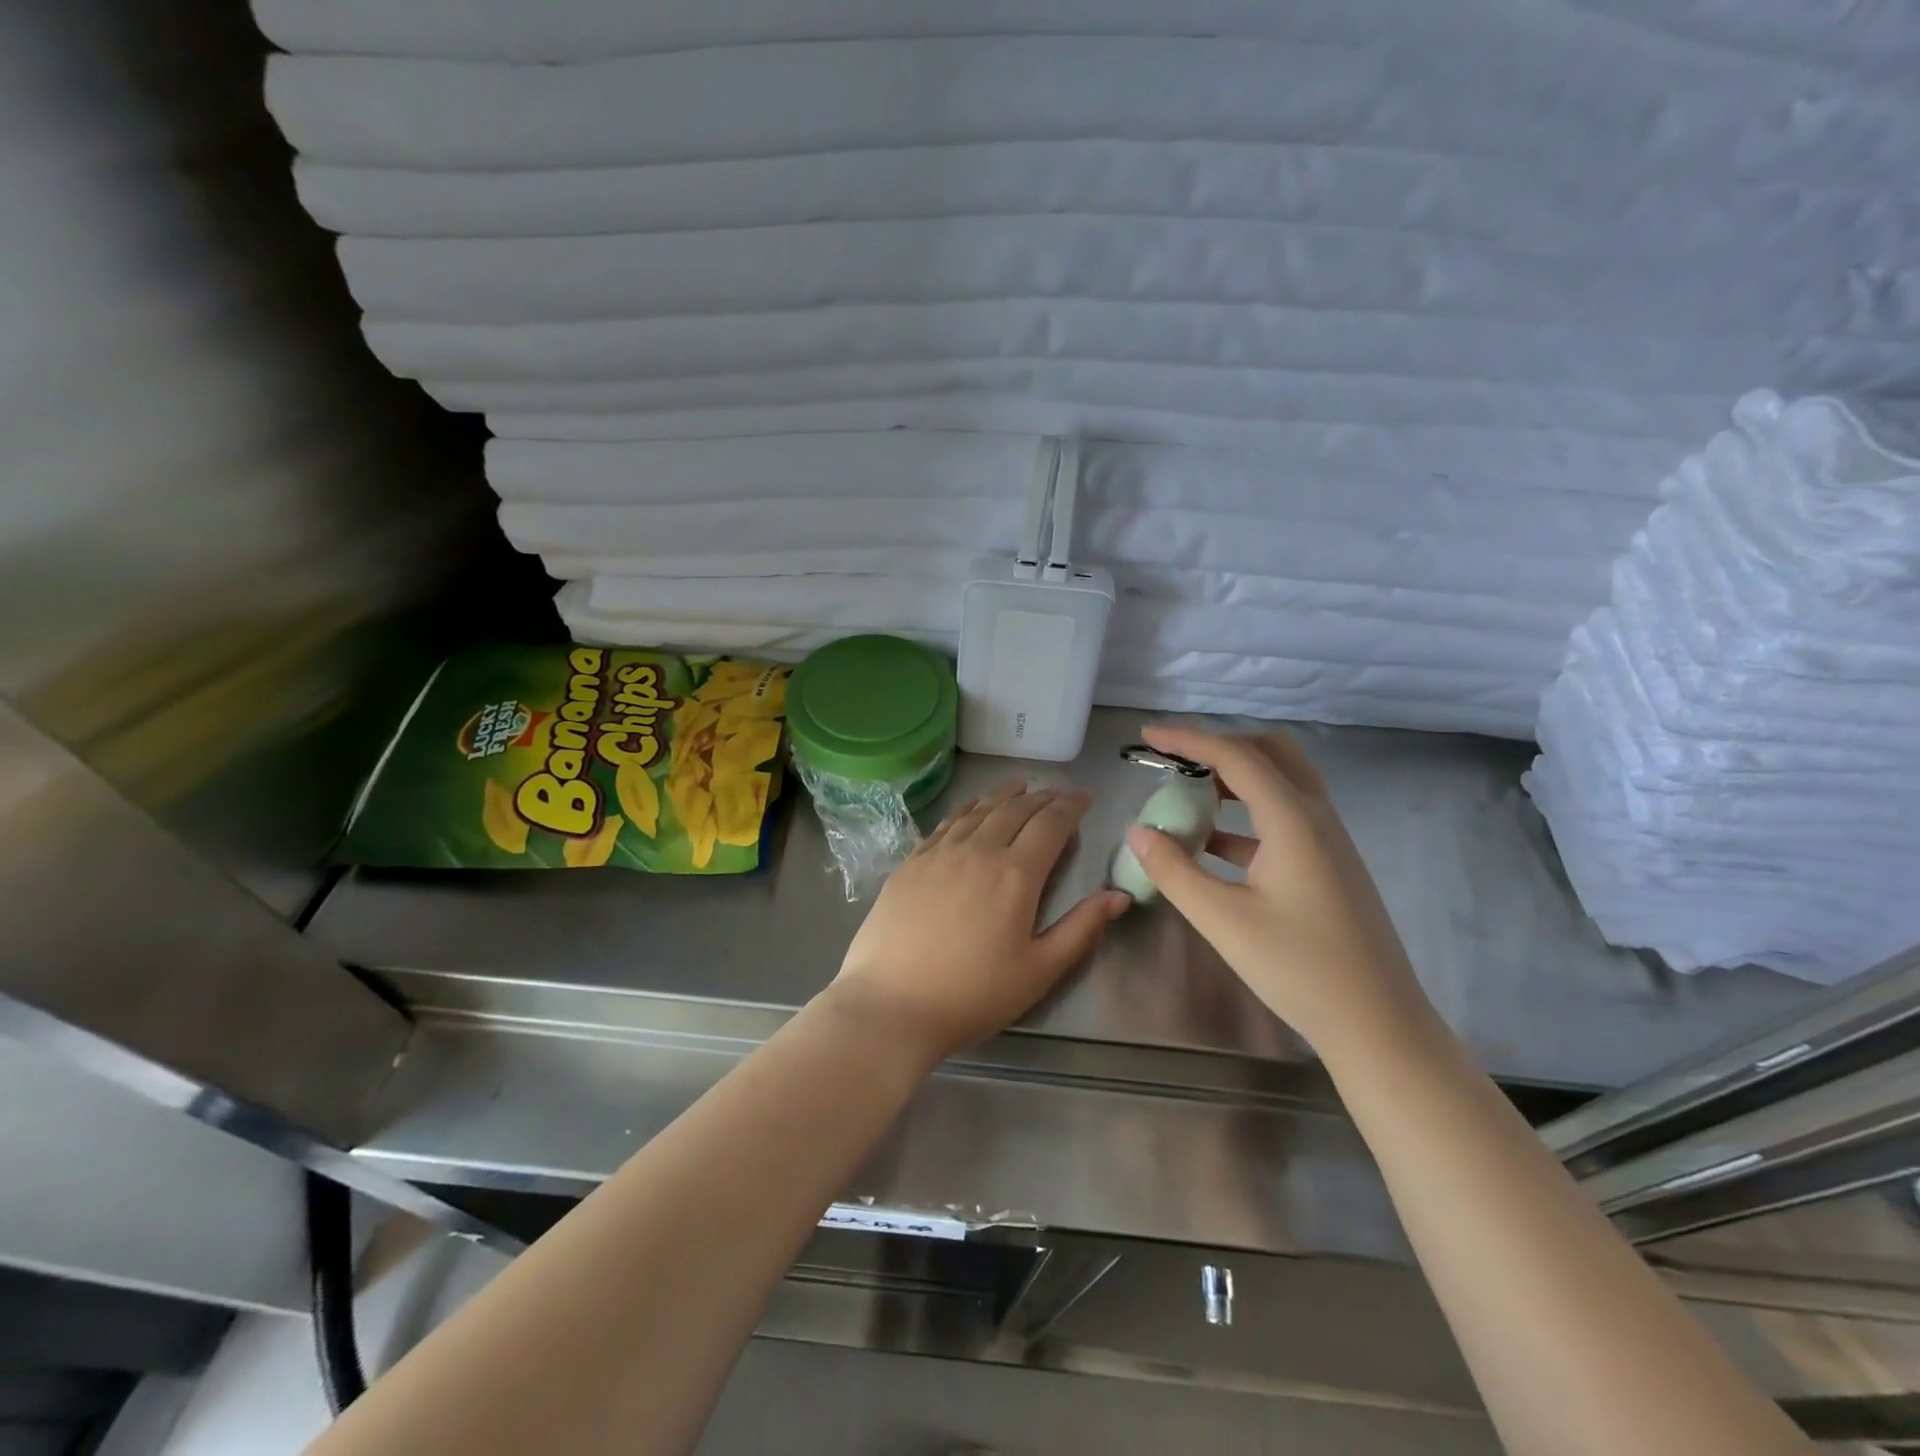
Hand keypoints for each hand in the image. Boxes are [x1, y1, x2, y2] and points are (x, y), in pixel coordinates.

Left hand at [828, 782, 1129, 1062]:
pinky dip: (967, 808)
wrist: (891, 1004)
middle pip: (1014, 810)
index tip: (1084, 797)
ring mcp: (939, 853)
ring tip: (1020, 786)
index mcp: (1016, 874)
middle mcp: (978, 851)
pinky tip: (971, 808)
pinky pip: (946, 823)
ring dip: (1004, 795)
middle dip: (1041, 797)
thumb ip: (1081, 929)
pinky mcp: (910, 863)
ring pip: (978, 810)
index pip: (1050, 825)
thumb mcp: (1039, 971)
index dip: (1070, 807)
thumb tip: (1118, 896)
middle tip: (1057, 793)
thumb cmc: (973, 995)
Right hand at [1124, 725, 1435, 1057]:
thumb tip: (1138, 831)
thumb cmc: (1299, 968)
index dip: (1187, 740)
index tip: (1147, 737)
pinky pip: (1283, 817)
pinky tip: (1212, 842)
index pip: (1235, 757)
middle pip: (1270, 753)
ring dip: (1234, 779)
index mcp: (1293, 820)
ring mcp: (1328, 841)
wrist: (1377, 1024)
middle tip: (1177, 762)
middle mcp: (1316, 817)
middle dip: (1220, 747)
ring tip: (1188, 797)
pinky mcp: (1328, 865)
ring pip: (1280, 783)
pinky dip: (1246, 814)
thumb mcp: (1223, 920)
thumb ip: (1174, 871)